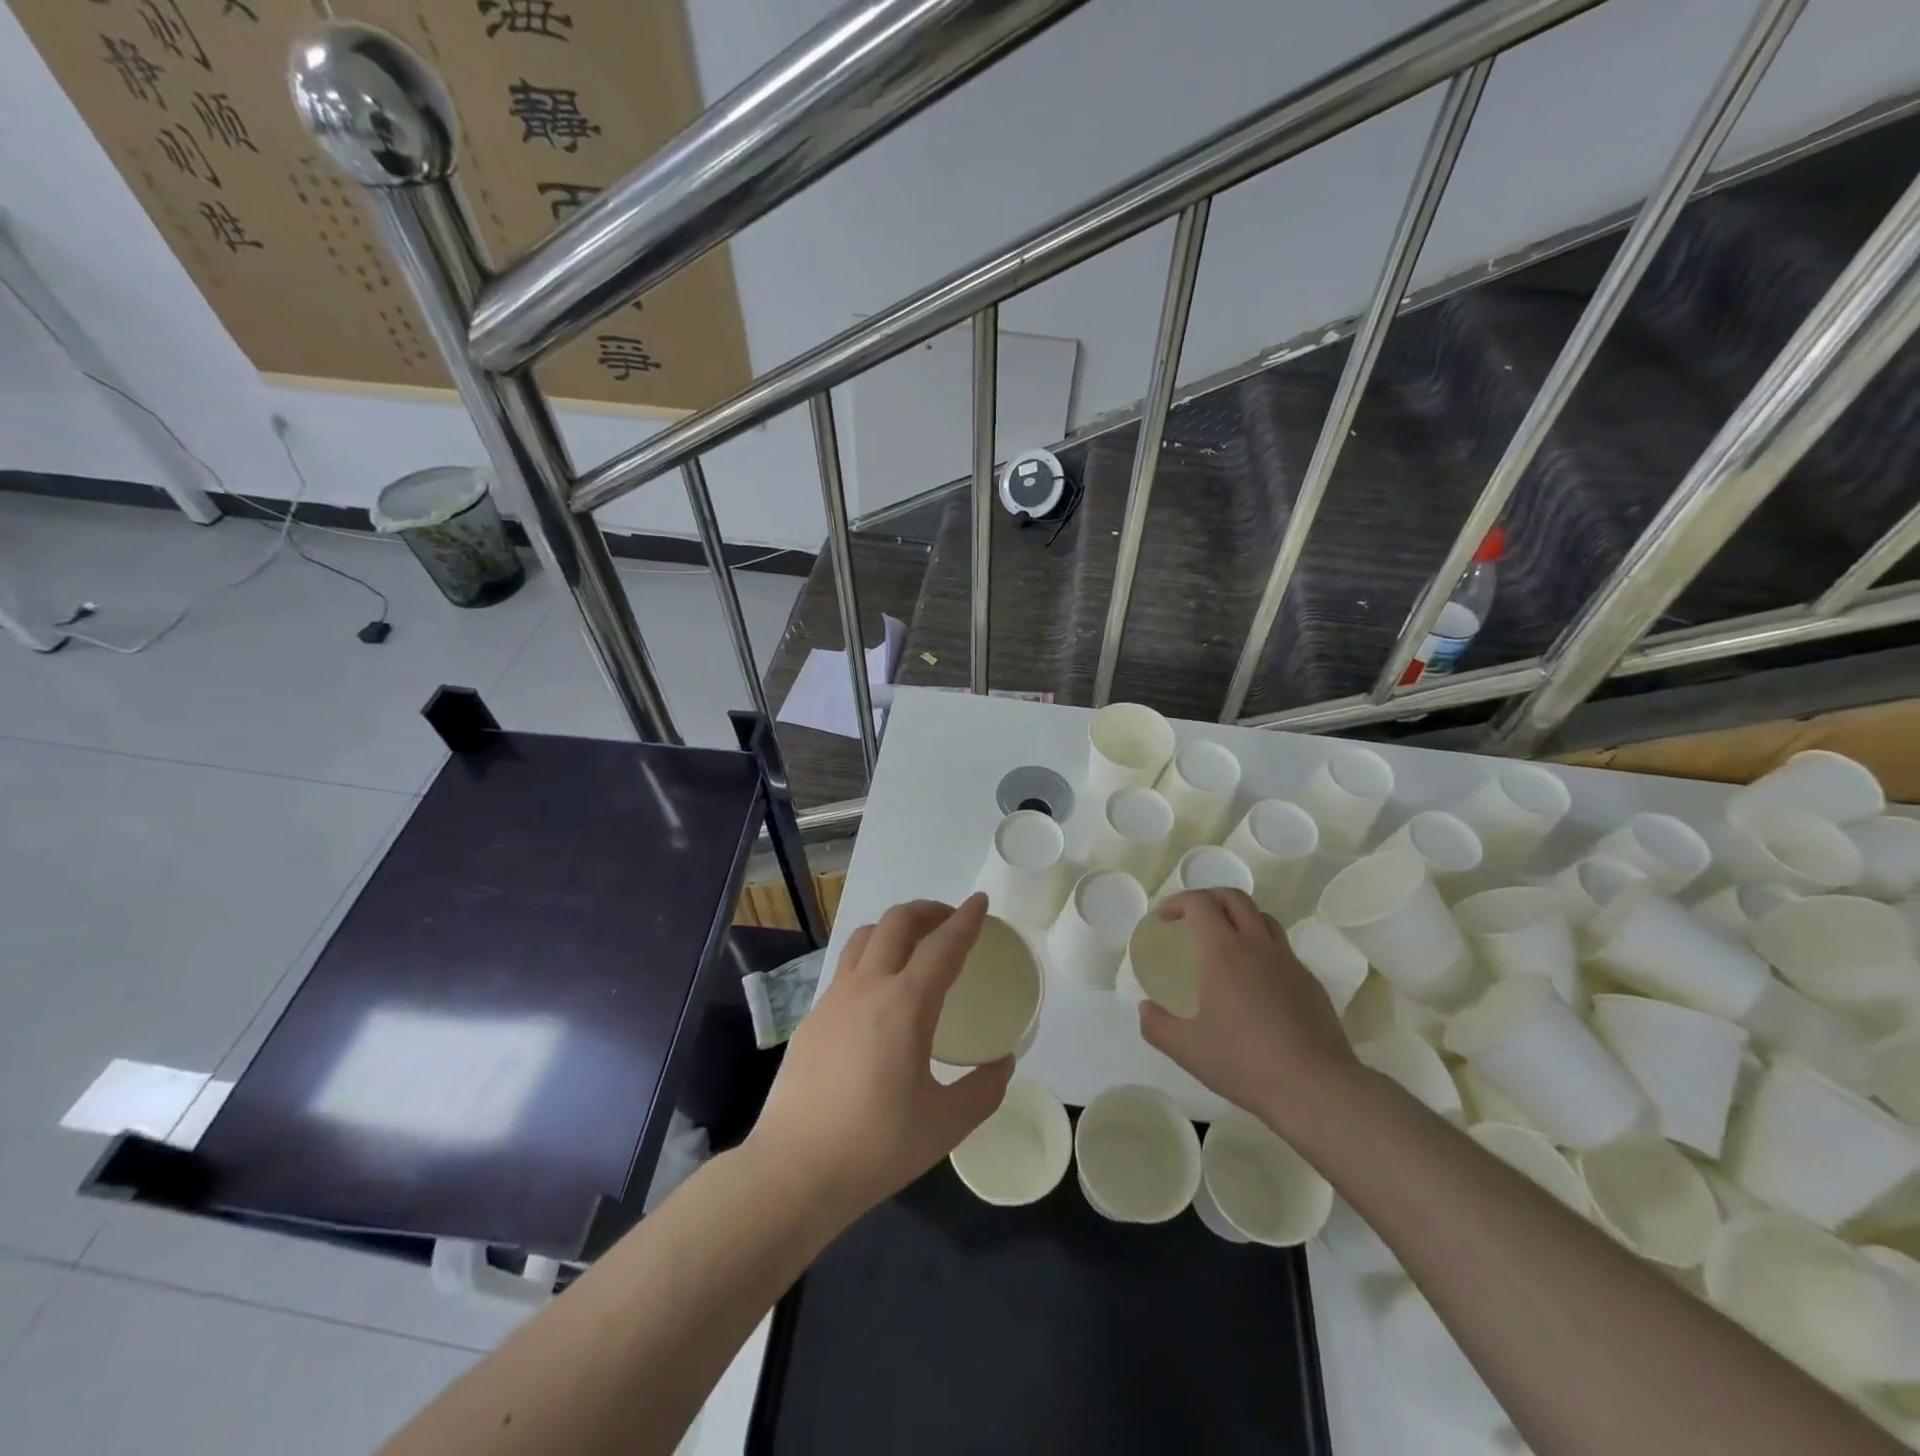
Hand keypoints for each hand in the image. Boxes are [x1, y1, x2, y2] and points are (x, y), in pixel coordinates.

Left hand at [749, 893, 1012, 1221]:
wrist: (793, 1171)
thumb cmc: (875, 1147)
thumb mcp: (946, 1125)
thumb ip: (984, 1089)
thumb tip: (1002, 1063)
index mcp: (904, 1005)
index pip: (943, 946)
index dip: (966, 920)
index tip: (981, 902)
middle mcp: (867, 987)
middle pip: (897, 922)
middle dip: (928, 910)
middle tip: (951, 920)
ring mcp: (833, 998)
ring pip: (866, 937)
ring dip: (895, 927)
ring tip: (916, 944)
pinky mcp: (813, 1016)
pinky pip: (848, 967)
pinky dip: (873, 956)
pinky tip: (881, 991)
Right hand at [1138, 889, 1358, 1139]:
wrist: (1316, 1088)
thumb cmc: (1244, 1062)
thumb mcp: (1186, 1049)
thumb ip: (1157, 1026)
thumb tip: (1145, 1009)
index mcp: (1223, 951)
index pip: (1200, 903)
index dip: (1178, 902)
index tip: (1165, 918)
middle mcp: (1257, 945)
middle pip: (1234, 898)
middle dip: (1209, 898)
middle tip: (1193, 919)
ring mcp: (1288, 962)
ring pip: (1263, 918)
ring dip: (1239, 918)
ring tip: (1226, 943)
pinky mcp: (1310, 982)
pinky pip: (1282, 949)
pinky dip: (1262, 948)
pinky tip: (1256, 982)